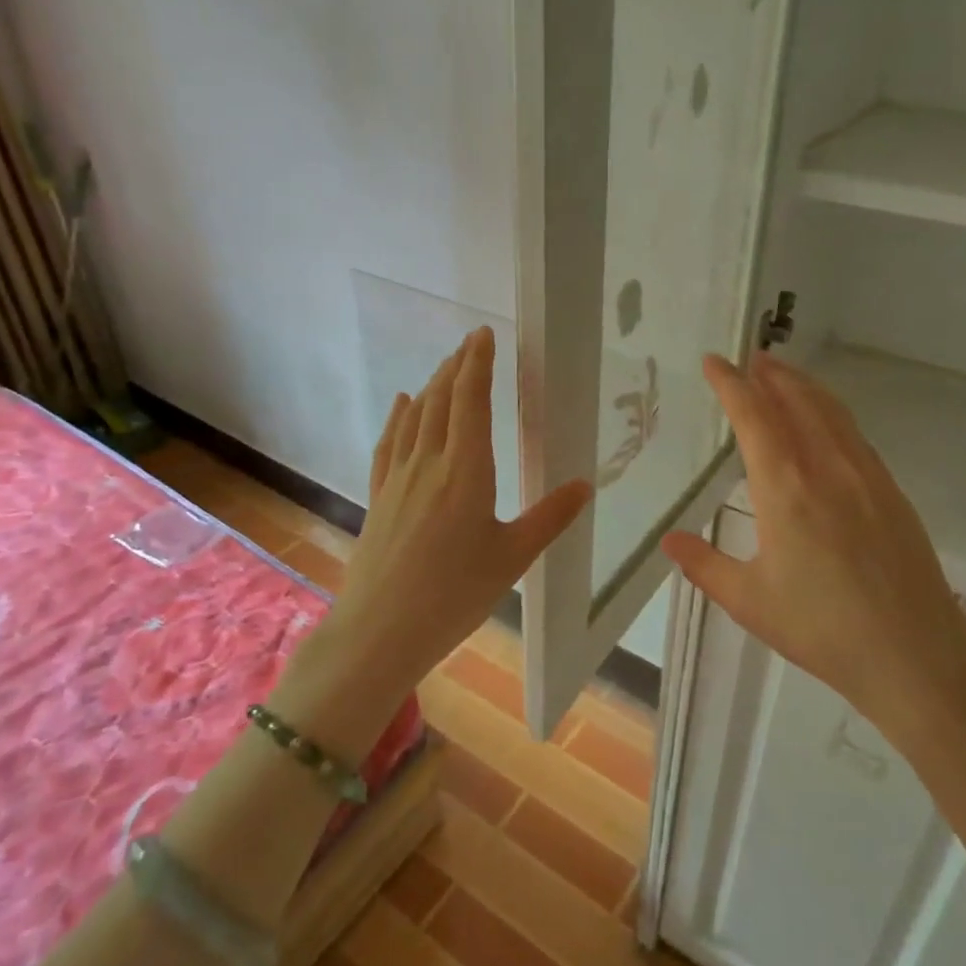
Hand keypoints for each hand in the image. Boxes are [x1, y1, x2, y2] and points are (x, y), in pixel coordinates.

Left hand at [323, 326, 591, 697]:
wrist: (380, 630)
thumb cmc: (454, 595)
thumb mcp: (512, 558)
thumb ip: (550, 518)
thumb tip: (585, 485)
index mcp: (466, 471)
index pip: (471, 400)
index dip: (478, 363)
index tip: (485, 334)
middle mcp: (429, 463)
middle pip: (441, 401)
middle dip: (456, 367)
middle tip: (471, 343)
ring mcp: (399, 479)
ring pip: (416, 418)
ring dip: (432, 386)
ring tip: (445, 367)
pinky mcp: (380, 497)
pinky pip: (390, 444)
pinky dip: (399, 418)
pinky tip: (403, 405)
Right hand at [660, 352, 965, 748]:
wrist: (914, 655)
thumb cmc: (821, 628)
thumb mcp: (748, 601)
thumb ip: (704, 564)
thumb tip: (670, 540)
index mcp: (785, 488)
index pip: (753, 416)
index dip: (731, 384)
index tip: (714, 362)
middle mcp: (827, 468)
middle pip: (797, 401)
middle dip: (770, 375)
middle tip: (750, 358)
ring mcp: (865, 476)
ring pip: (831, 412)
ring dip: (803, 387)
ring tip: (783, 376)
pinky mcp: (891, 492)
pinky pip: (854, 434)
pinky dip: (831, 413)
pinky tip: (826, 424)